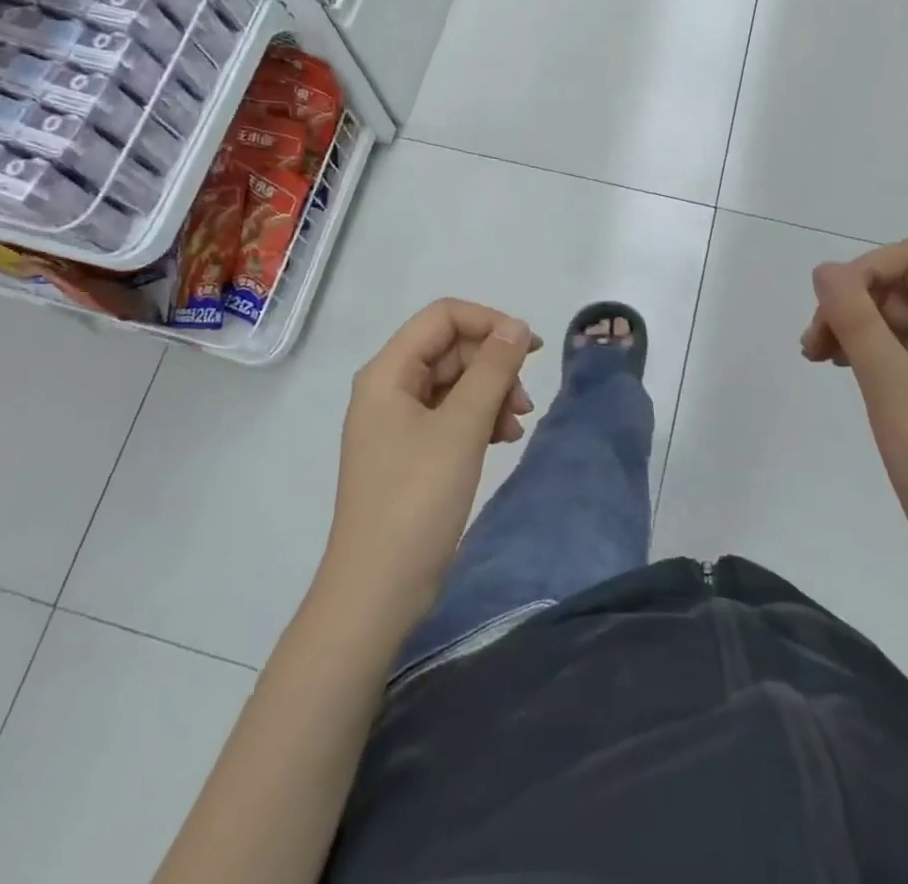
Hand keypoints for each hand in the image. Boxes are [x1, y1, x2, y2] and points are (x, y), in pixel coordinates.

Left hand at [322, 300, 540, 630]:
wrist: (378, 591)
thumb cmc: (416, 499)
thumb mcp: (461, 427)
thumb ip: (492, 369)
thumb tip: (517, 326)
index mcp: (388, 372)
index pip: (443, 316)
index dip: (489, 322)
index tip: (529, 349)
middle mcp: (389, 388)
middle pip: (451, 349)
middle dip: (494, 366)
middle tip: (525, 402)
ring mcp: (399, 421)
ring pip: (456, 382)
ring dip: (492, 394)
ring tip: (517, 426)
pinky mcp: (411, 451)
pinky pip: (451, 414)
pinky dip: (480, 420)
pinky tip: (502, 440)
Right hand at [801, 238, 907, 604]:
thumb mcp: (894, 387)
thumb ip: (857, 321)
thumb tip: (824, 269)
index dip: (868, 268)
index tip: (832, 306)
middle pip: (900, 286)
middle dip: (852, 301)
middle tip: (814, 342)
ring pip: (891, 318)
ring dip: (850, 325)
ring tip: (814, 356)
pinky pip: (893, 350)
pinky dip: (861, 350)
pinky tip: (836, 368)